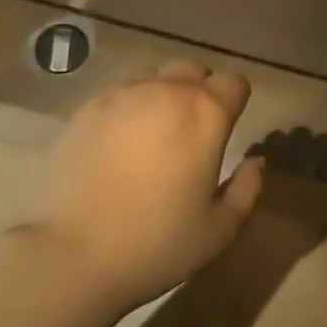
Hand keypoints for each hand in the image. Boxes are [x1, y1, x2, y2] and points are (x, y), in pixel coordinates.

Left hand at [31, 61, 264, 307]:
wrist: (71, 255)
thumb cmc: (156, 244)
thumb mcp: (219, 230)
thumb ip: (247, 188)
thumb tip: (255, 161)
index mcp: (206, 114)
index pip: (234, 83)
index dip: (235, 103)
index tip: (226, 131)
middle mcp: (166, 91)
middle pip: (194, 71)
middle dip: (200, 93)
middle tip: (191, 134)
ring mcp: (122, 95)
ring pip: (154, 76)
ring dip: (162, 95)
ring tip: (153, 134)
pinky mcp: (86, 108)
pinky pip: (119, 92)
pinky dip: (128, 108)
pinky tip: (118, 143)